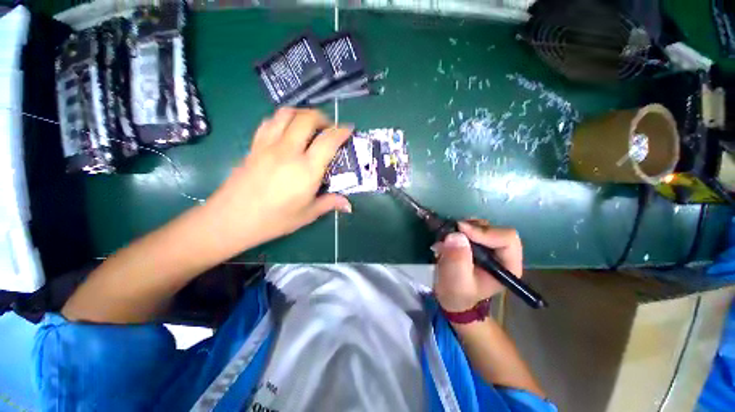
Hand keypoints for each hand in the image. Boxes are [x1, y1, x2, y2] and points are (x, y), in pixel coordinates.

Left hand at [206, 108, 351, 251]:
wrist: (231, 220)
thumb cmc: (274, 220)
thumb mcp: (307, 214)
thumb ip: (329, 203)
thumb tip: (348, 205)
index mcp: (306, 170)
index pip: (328, 141)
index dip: (341, 131)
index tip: (349, 129)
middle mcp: (288, 151)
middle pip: (306, 118)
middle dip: (321, 117)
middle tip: (328, 127)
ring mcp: (268, 146)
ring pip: (285, 114)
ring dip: (301, 114)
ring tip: (309, 125)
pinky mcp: (254, 147)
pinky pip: (269, 122)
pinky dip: (282, 119)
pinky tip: (286, 130)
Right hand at [433, 220, 522, 312]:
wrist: (451, 296)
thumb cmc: (457, 293)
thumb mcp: (456, 280)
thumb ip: (457, 260)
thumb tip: (457, 235)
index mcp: (507, 266)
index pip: (507, 239)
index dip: (484, 232)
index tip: (460, 230)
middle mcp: (502, 253)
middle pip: (494, 229)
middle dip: (471, 229)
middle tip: (451, 232)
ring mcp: (489, 246)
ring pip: (481, 226)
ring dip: (462, 228)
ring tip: (446, 239)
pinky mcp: (477, 242)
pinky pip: (470, 227)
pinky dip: (457, 229)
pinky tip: (446, 239)